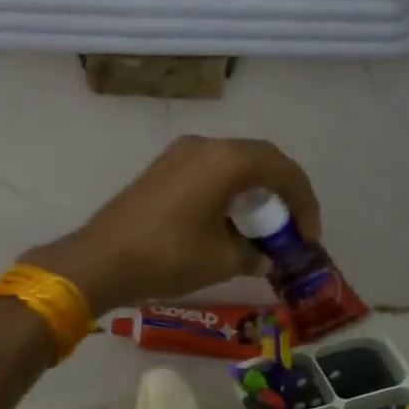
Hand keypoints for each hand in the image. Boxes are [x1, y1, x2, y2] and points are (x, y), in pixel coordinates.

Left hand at [24, 135, 318, 314]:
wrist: (100, 260)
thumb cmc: (168, 257)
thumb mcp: (221, 261)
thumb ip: (253, 255)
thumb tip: (263, 257)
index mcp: (227, 161)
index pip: (282, 170)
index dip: (304, 203)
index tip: (308, 237)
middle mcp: (205, 146)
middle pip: (260, 160)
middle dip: (282, 194)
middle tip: (290, 228)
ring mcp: (180, 154)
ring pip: (233, 165)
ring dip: (254, 192)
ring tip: (262, 228)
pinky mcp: (162, 169)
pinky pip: (210, 172)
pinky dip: (229, 192)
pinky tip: (228, 222)